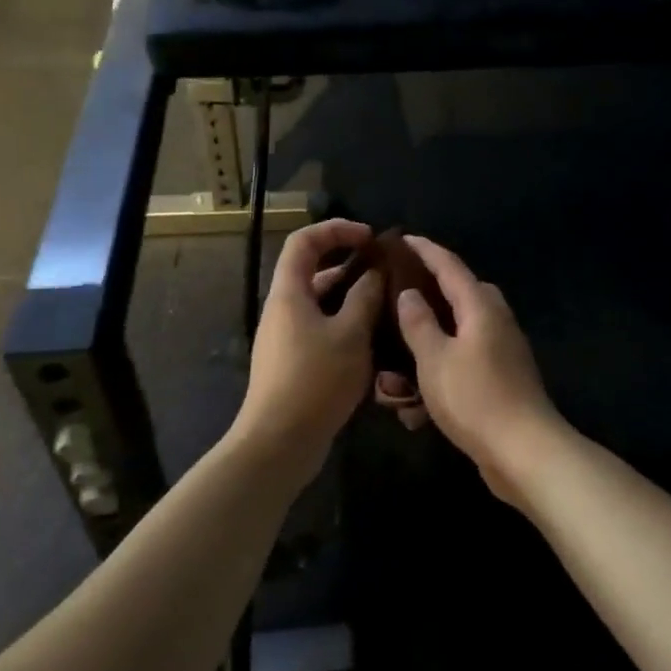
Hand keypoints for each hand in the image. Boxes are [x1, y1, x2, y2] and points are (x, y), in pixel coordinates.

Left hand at [234, 219, 382, 475]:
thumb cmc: (315, 380)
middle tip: (387, 274)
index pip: (305, 241)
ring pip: (323, 305)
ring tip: (390, 307)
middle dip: (351, 266)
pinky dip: (348, 326)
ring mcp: (287, 338)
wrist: (280, 441)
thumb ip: (365, 297)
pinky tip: (376, 342)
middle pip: (314, 272)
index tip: (370, 237)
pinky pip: (323, 330)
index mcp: (289, 293)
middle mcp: (284, 310)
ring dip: (354, 300)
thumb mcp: (351, 334)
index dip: (336, 229)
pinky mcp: (295, 363)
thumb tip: (375, 272)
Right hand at [383, 237, 564, 505]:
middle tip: (396, 303)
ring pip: (458, 335)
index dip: (425, 250)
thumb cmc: (475, 398)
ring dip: (428, 349)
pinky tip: (415, 406)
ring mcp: (503, 351)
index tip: (402, 239)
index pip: (449, 265)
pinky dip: (440, 376)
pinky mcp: (502, 379)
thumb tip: (410, 293)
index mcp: (480, 306)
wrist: (524, 451)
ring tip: (395, 371)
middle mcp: (495, 321)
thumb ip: (418, 322)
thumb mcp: (434, 359)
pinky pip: (464, 364)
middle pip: (458, 296)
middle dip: (427, 299)